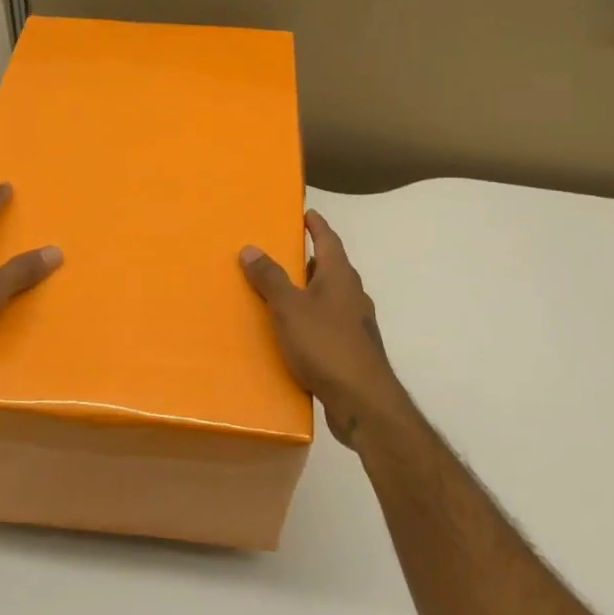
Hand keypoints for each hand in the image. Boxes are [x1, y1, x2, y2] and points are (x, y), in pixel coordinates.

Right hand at [240, 210, 406, 447]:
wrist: (362, 401)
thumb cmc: (326, 344)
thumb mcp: (289, 307)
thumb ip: (270, 278)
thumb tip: (251, 248)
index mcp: (340, 277)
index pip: (329, 240)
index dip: (317, 226)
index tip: (307, 213)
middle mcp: (353, 295)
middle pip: (332, 268)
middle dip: (311, 259)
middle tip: (285, 253)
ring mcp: (356, 325)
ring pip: (331, 298)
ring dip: (311, 291)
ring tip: (284, 292)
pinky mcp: (353, 351)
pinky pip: (329, 324)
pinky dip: (312, 319)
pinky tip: (295, 333)